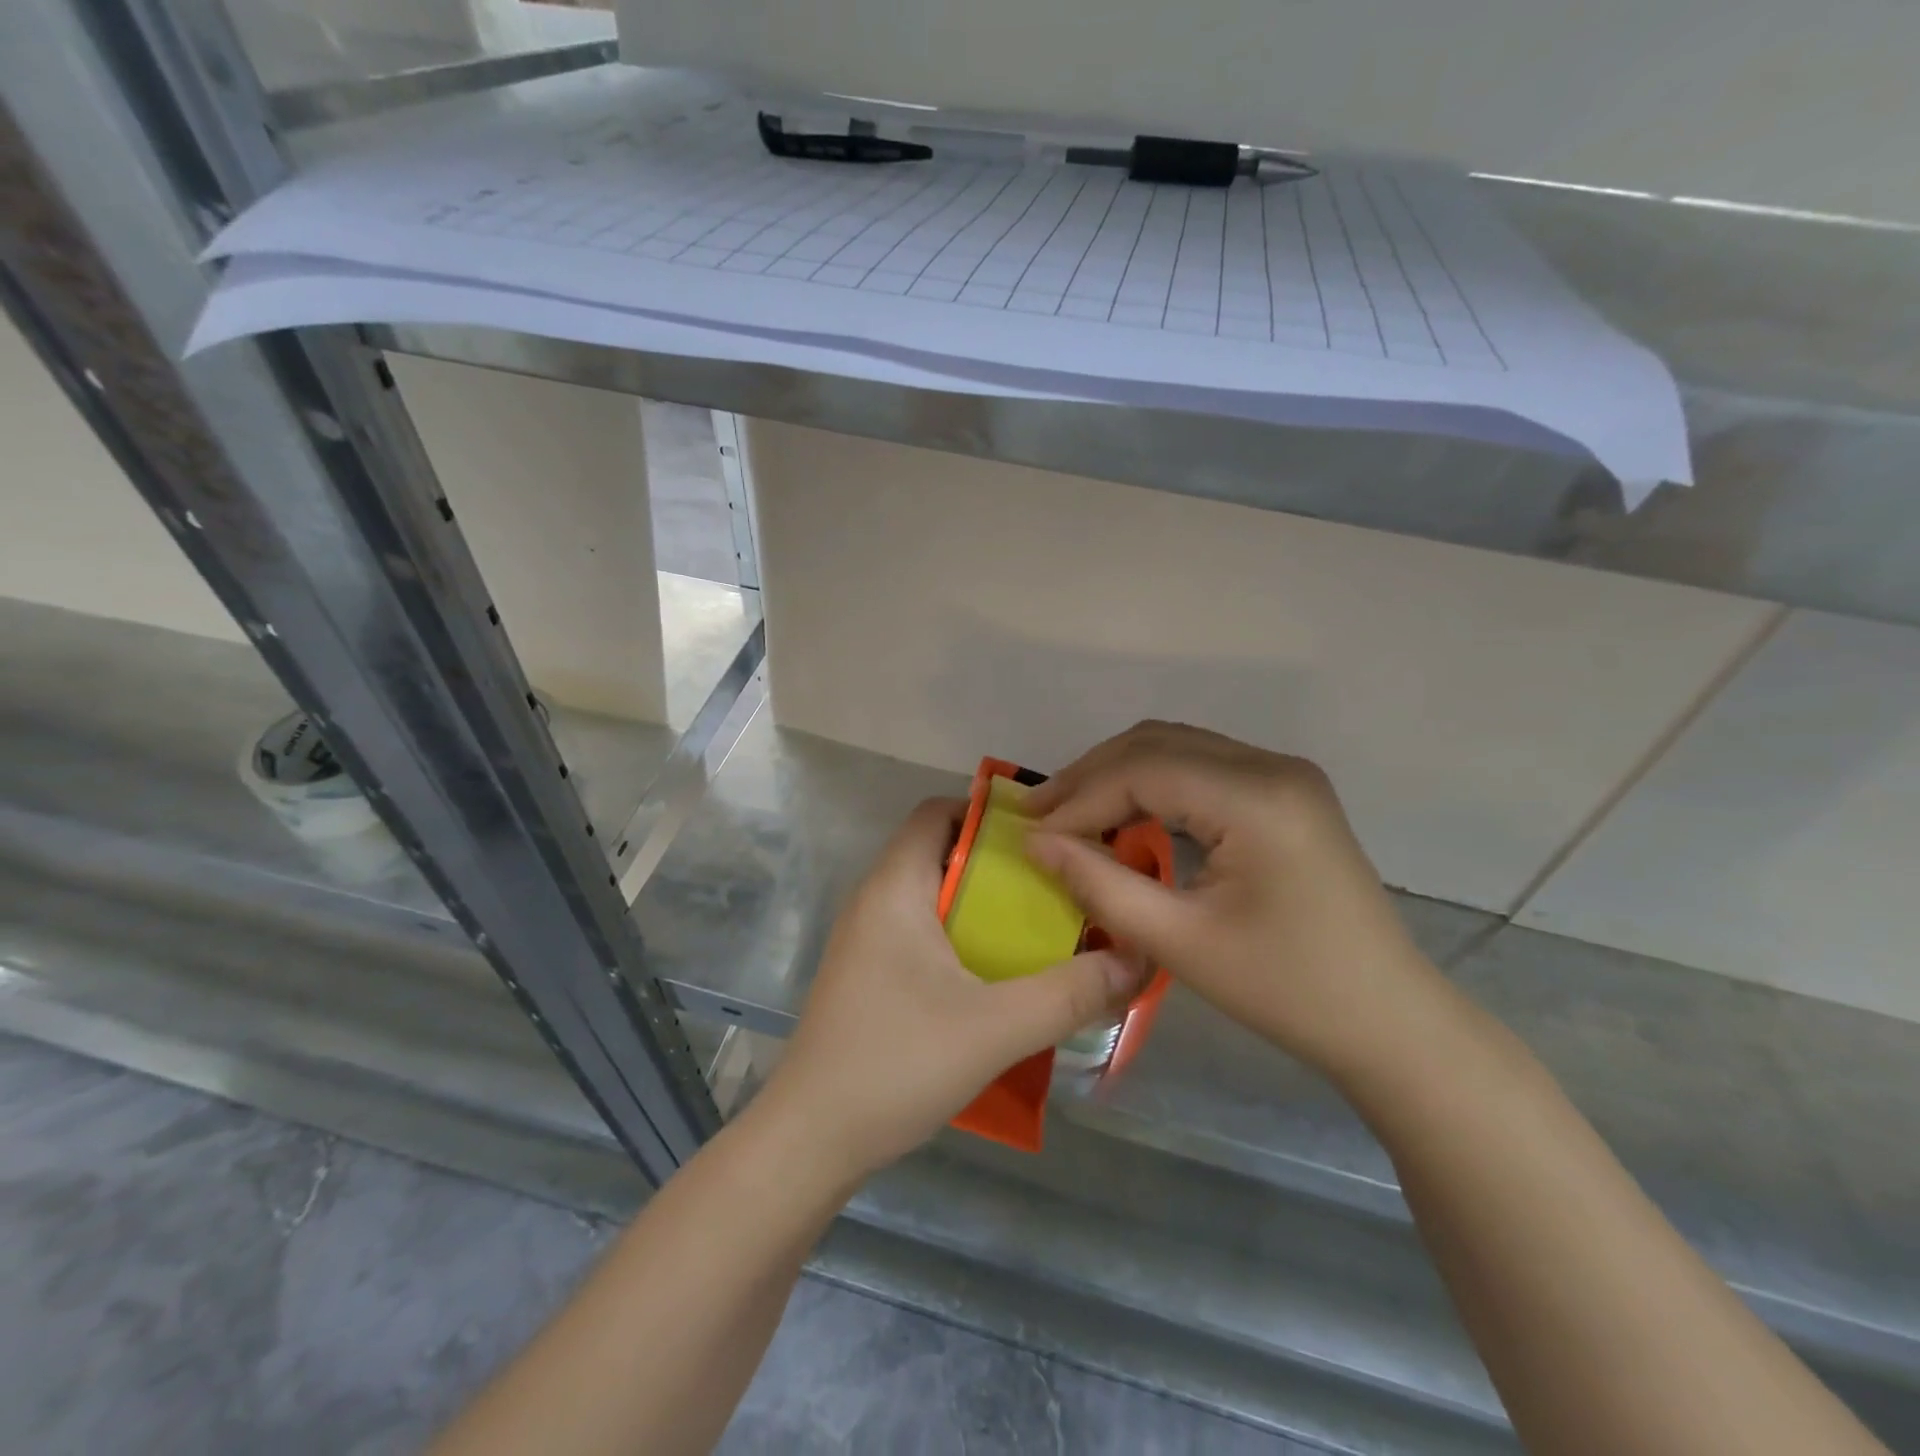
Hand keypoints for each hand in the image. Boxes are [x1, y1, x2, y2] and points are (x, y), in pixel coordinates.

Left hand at [761, 798, 1148, 1180]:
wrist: (811, 1140)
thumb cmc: (896, 1063)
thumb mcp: (995, 1028)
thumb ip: (1069, 993)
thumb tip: (1135, 960)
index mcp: (895, 887)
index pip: (937, 812)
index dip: (989, 813)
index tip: (1045, 837)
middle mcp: (876, 900)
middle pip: (942, 852)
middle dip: (1001, 864)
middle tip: (1060, 886)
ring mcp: (868, 940)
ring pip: (936, 896)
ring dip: (985, 905)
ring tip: (1044, 927)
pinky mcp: (871, 975)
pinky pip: (924, 932)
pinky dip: (964, 937)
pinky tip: (1001, 975)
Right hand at [1024, 722, 1440, 1081]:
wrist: (1388, 1020)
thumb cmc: (1286, 990)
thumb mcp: (1180, 942)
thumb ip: (1100, 884)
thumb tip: (1036, 844)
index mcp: (1256, 798)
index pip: (1143, 770)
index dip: (1079, 798)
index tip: (1029, 832)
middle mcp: (1272, 766)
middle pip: (1157, 743)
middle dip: (1091, 775)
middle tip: (1038, 813)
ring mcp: (1284, 774)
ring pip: (1177, 747)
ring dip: (1119, 774)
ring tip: (1070, 813)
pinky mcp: (1284, 792)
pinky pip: (1202, 768)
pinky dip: (1153, 785)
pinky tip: (1125, 815)